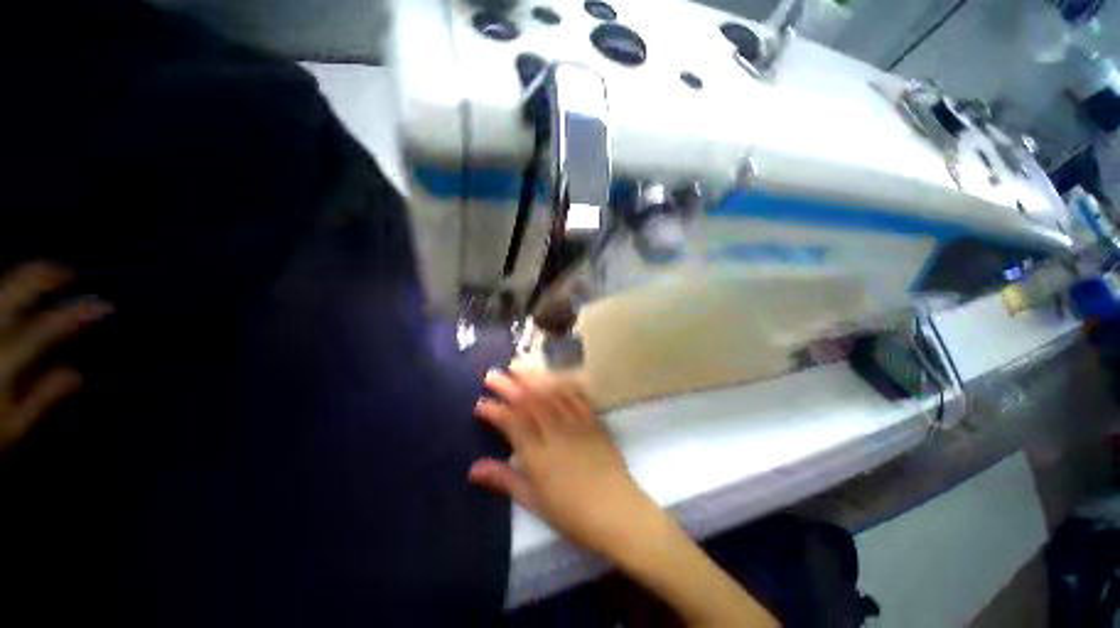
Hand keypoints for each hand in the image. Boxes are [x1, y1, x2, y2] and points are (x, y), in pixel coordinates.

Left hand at [0, 263, 110, 456]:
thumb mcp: (14, 428)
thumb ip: (43, 398)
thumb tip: (77, 376)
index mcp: (5, 362)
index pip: (46, 329)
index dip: (76, 313)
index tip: (103, 307)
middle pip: (14, 296)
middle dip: (43, 278)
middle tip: (68, 272)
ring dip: (21, 281)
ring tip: (42, 276)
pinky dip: (5, 296)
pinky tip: (13, 297)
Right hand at [469, 366, 657, 558]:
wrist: (617, 512)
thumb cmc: (571, 514)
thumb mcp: (533, 502)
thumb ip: (504, 479)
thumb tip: (473, 468)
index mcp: (538, 455)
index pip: (512, 424)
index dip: (494, 411)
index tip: (480, 403)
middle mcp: (555, 432)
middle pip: (530, 402)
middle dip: (509, 386)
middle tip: (493, 375)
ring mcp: (576, 423)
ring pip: (552, 393)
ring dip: (533, 377)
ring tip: (518, 366)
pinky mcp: (593, 420)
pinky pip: (576, 396)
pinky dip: (563, 383)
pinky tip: (554, 375)